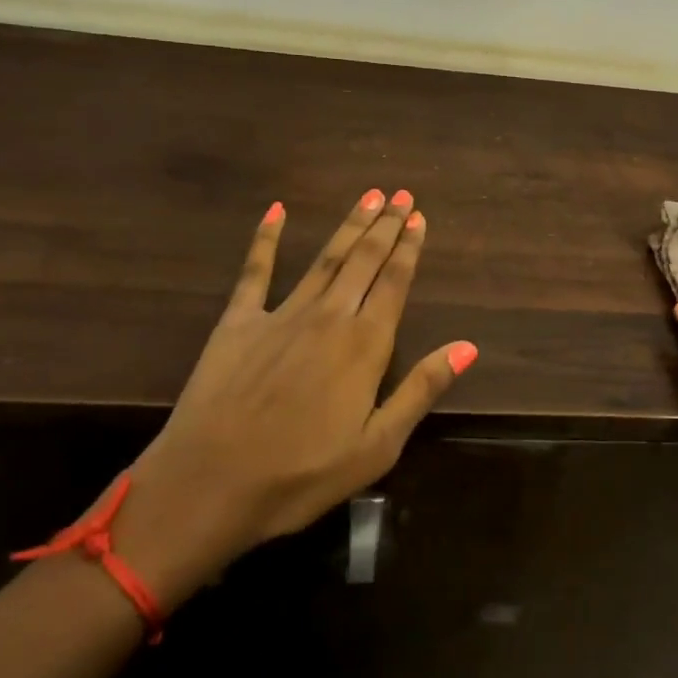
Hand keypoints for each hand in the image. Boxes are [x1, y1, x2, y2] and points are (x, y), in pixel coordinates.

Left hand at [118, 189, 475, 588]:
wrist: (209, 483)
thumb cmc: (301, 475)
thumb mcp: (377, 447)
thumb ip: (421, 390)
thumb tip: (467, 346)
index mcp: (364, 346)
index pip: (395, 284)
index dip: (409, 249)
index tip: (419, 218)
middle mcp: (328, 318)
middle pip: (363, 261)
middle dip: (385, 226)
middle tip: (400, 194)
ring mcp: (280, 315)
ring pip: (324, 259)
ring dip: (348, 226)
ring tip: (367, 196)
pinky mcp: (238, 322)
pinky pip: (255, 271)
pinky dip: (265, 239)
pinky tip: (275, 210)